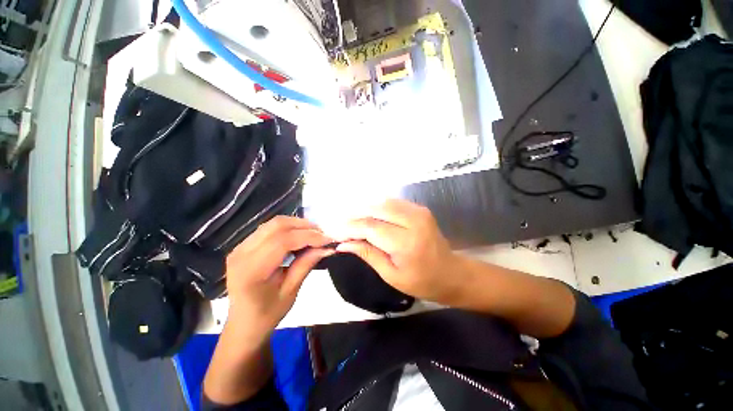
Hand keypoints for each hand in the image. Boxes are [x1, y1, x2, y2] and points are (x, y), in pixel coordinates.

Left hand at [225, 216, 333, 336]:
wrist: (244, 323)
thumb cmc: (268, 313)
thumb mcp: (291, 291)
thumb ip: (306, 264)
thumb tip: (327, 247)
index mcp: (251, 270)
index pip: (283, 241)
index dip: (308, 236)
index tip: (328, 239)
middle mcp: (241, 253)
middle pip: (277, 226)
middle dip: (304, 226)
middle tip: (323, 234)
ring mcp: (240, 247)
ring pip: (274, 223)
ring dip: (297, 224)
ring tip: (314, 233)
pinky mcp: (244, 245)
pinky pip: (269, 228)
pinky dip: (289, 228)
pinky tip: (300, 235)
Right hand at [334, 200, 462, 302]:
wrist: (452, 273)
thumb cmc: (422, 281)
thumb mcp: (391, 274)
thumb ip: (367, 254)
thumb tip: (343, 244)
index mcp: (406, 243)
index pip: (370, 228)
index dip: (349, 228)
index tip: (334, 231)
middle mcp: (413, 221)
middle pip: (375, 209)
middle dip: (354, 215)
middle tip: (339, 223)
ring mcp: (418, 211)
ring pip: (383, 202)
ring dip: (364, 208)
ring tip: (350, 219)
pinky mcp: (419, 208)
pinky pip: (392, 202)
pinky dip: (377, 206)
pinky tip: (367, 214)